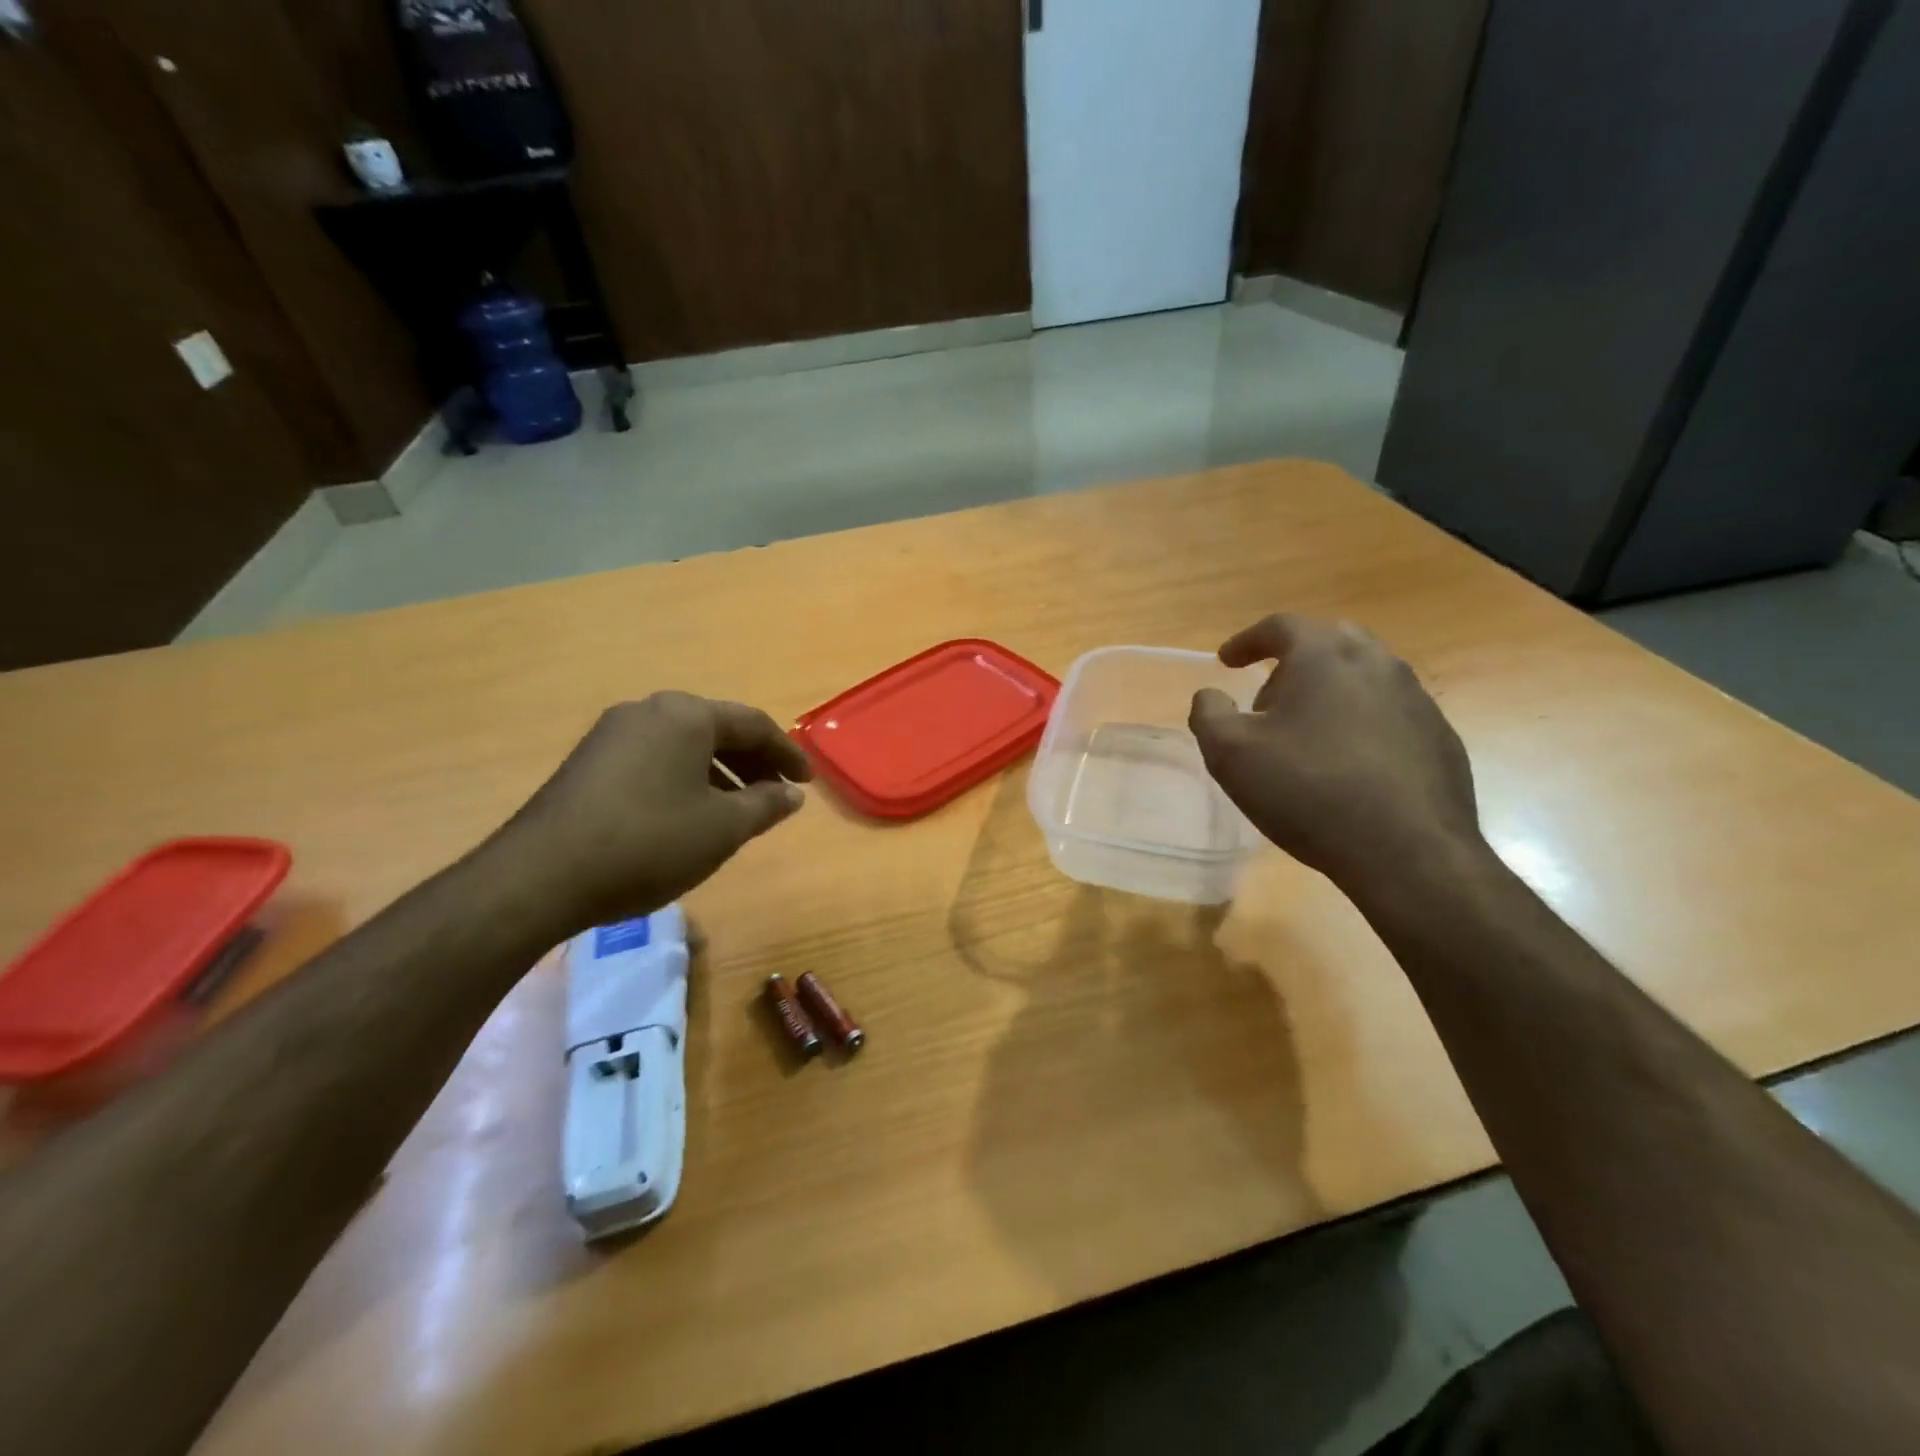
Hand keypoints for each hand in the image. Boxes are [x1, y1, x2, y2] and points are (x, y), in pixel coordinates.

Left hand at [490, 693, 811, 934]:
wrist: (541, 876)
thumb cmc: (649, 843)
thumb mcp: (723, 828)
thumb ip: (766, 804)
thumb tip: (791, 794)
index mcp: (686, 715)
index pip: (753, 724)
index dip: (787, 754)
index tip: (807, 783)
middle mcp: (648, 711)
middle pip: (717, 730)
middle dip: (753, 762)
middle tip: (778, 793)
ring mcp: (612, 734)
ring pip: (684, 746)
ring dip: (720, 773)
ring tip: (740, 809)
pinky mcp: (589, 762)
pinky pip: (655, 760)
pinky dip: (685, 780)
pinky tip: (690, 815)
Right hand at [1188, 615, 1480, 893]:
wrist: (1406, 852)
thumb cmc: (1307, 791)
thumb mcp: (1230, 754)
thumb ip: (1208, 714)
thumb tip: (1210, 696)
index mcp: (1325, 656)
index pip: (1281, 626)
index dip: (1247, 641)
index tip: (1226, 661)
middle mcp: (1377, 663)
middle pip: (1329, 641)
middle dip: (1292, 662)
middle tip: (1267, 698)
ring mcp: (1416, 699)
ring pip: (1364, 676)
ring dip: (1328, 691)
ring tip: (1305, 732)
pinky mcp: (1439, 737)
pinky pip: (1389, 712)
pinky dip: (1359, 721)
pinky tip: (1346, 763)